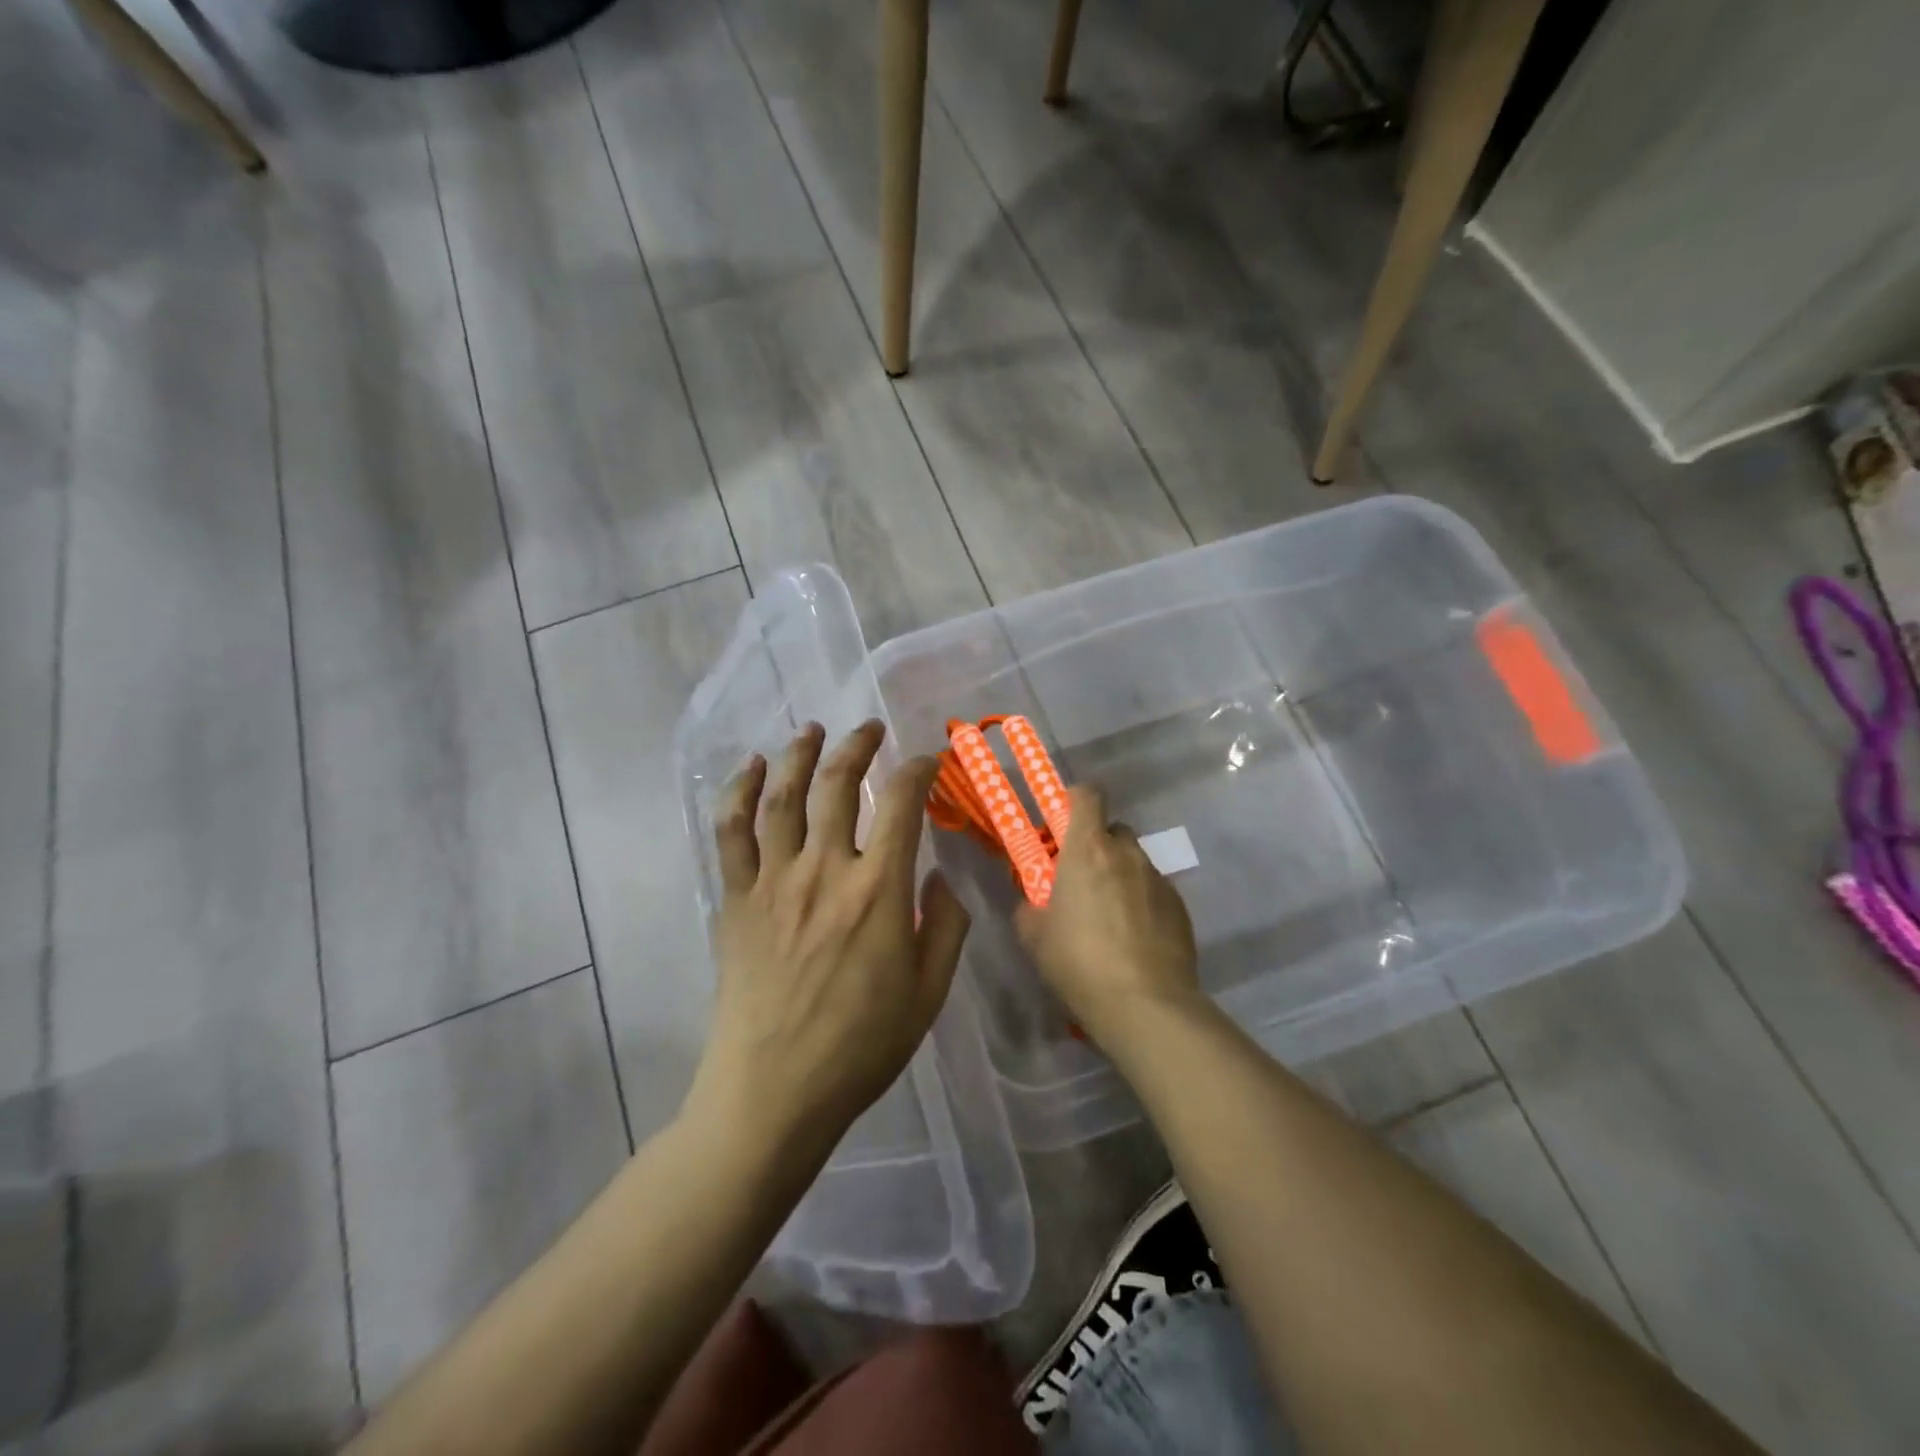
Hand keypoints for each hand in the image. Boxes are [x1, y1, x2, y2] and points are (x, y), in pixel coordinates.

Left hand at [688, 721, 969, 1156]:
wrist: (774, 1091)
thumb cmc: (861, 1046)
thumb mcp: (929, 992)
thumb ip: (945, 924)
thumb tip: (938, 873)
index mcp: (878, 891)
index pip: (901, 804)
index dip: (917, 770)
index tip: (927, 761)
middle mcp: (825, 870)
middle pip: (838, 785)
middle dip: (858, 746)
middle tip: (869, 728)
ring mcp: (773, 881)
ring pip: (783, 796)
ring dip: (799, 754)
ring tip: (812, 729)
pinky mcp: (736, 899)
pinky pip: (731, 832)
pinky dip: (739, 792)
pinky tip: (750, 767)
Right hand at [1015, 784, 1201, 1051]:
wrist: (1144, 1005)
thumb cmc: (1078, 961)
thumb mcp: (1033, 934)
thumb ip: (1030, 905)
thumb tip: (1036, 902)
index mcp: (1087, 848)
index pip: (1087, 794)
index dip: (1074, 800)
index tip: (1061, 824)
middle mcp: (1127, 853)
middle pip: (1112, 830)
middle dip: (1097, 847)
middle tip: (1081, 881)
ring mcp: (1159, 879)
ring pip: (1134, 863)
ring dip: (1120, 878)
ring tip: (1109, 920)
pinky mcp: (1180, 908)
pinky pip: (1154, 892)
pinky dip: (1142, 904)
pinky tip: (1134, 941)